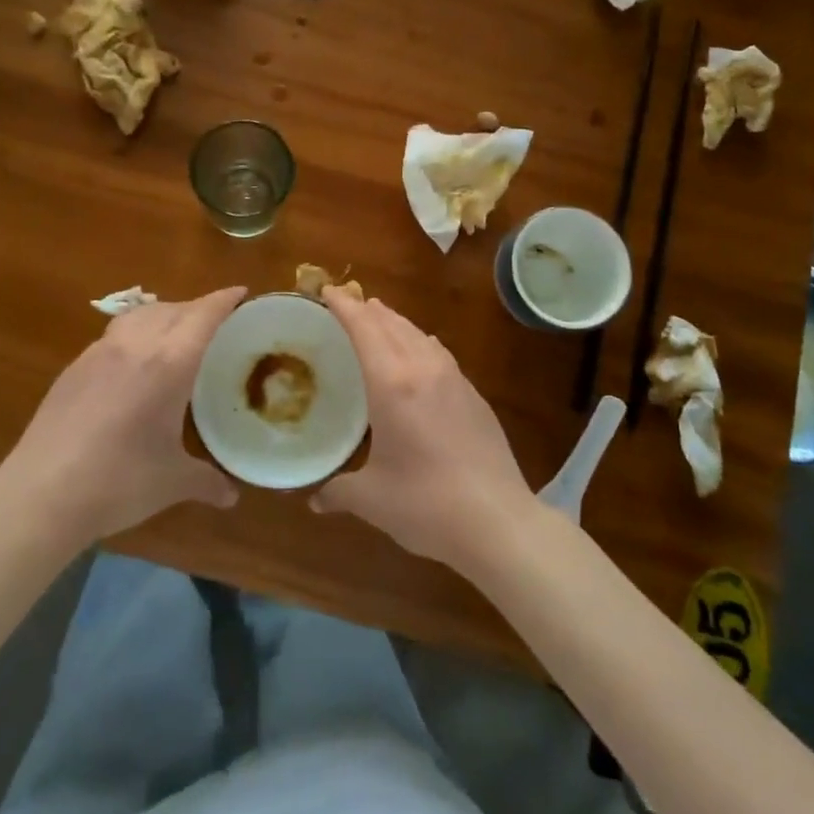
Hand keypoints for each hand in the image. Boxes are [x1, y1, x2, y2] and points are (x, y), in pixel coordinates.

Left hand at [0, 287, 246, 547]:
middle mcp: (136, 346)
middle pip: (173, 308)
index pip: (204, 315)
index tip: (242, 293)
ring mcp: (99, 353)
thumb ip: (206, 481)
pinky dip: (135, 334)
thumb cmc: (119, 482)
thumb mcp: (172, 482)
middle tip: (216, 323)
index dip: (225, 299)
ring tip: (175, 334)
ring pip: (140, 315)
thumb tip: (231, 496)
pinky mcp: (74, 367)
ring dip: (164, 314)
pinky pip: (114, 335)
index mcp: (170, 364)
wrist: (41, 494)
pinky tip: (133, 364)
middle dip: (198, 308)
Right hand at [311, 290, 533, 571]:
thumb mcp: (372, 500)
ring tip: (380, 319)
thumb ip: (338, 491)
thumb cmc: (425, 505)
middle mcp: (423, 369)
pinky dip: (421, 342)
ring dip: (395, 322)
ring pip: (419, 334)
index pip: (364, 328)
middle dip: (367, 310)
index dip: (344, 306)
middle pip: (392, 324)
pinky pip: (440, 353)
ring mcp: (454, 379)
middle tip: (346, 304)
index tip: (326, 291)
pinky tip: (422, 352)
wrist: (498, 521)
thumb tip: (315, 499)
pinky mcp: (474, 395)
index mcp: (392, 384)